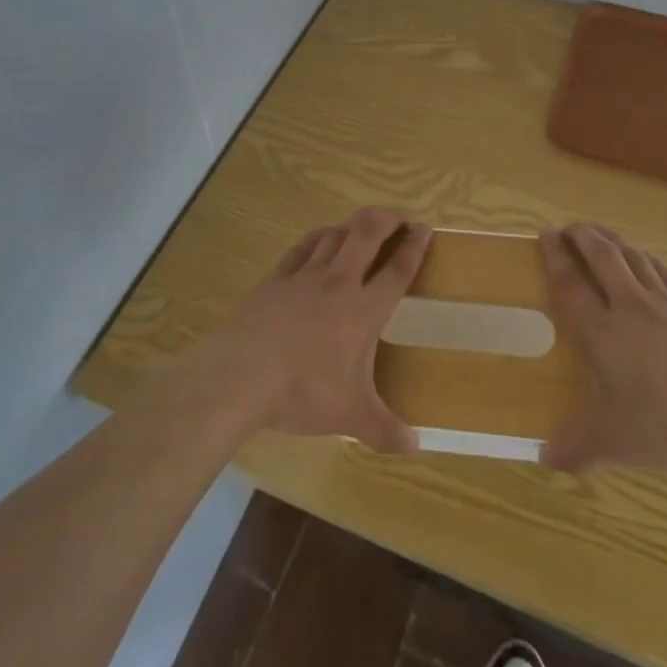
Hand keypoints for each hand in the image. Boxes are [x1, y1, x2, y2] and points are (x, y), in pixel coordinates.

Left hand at [201, 207, 430, 454]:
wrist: (241, 375)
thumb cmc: (302, 392)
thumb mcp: (349, 416)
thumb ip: (385, 430)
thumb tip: (415, 449)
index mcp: (364, 310)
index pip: (397, 270)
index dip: (415, 247)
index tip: (425, 229)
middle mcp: (339, 283)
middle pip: (368, 233)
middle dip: (388, 218)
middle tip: (400, 218)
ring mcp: (305, 276)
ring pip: (336, 233)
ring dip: (354, 225)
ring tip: (364, 228)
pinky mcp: (276, 278)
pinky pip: (303, 246)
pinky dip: (319, 237)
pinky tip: (322, 239)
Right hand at [539, 224, 666, 484]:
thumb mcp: (614, 444)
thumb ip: (576, 448)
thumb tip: (543, 460)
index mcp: (604, 333)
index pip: (571, 284)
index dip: (555, 257)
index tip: (544, 235)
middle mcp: (632, 306)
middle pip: (603, 256)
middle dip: (583, 236)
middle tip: (570, 229)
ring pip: (636, 258)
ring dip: (614, 241)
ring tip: (602, 236)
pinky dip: (649, 260)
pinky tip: (648, 261)